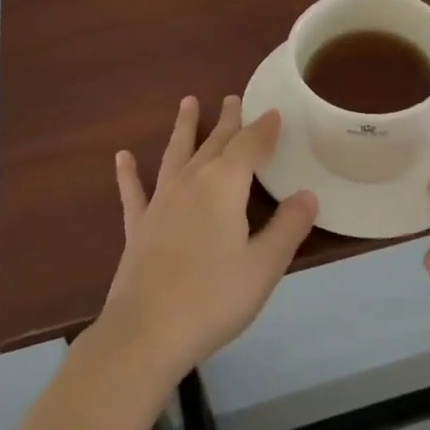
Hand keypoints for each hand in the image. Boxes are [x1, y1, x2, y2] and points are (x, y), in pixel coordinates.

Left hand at [100, 96, 317, 380]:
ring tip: (187, 102)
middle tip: (233, 97)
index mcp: (225, 185)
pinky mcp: (138, 225)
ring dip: (184, 127)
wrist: (146, 332)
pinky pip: (133, 191)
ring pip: (176, 153)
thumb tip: (308, 195)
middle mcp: (192, 181)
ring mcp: (161, 201)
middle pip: (215, 142)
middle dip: (228, 120)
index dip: (264, 129)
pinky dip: (128, 173)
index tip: (274, 113)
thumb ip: (288, 227)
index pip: (250, 146)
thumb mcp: (264, 266)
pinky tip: (122, 157)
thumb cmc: (213, 298)